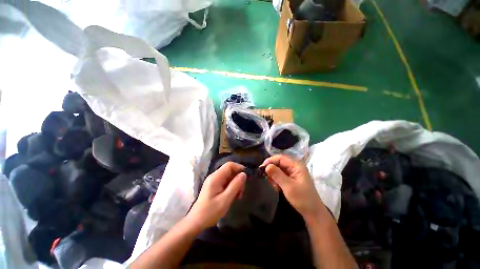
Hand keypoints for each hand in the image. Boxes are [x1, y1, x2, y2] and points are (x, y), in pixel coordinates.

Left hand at [187, 162, 246, 229]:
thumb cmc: (210, 212)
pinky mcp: (214, 186)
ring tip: (238, 196)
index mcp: (216, 177)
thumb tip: (244, 174)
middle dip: (238, 179)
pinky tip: (233, 196)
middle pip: (230, 171)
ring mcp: (214, 181)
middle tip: (241, 192)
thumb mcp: (225, 200)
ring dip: (235, 184)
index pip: (229, 165)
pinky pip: (226, 182)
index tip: (246, 177)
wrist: (196, 222)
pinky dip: (231, 187)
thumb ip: (235, 185)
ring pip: (229, 177)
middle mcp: (214, 176)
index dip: (239, 168)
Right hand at [262, 155, 322, 219]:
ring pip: (278, 169)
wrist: (313, 213)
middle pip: (278, 163)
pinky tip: (276, 187)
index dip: (270, 161)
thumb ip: (277, 175)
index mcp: (296, 165)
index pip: (280, 158)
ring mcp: (293, 173)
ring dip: (273, 176)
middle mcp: (294, 167)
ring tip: (273, 186)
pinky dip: (276, 180)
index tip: (261, 168)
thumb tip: (266, 166)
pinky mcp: (291, 178)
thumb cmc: (302, 199)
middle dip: (271, 170)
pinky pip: (280, 175)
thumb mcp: (288, 187)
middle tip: (266, 178)